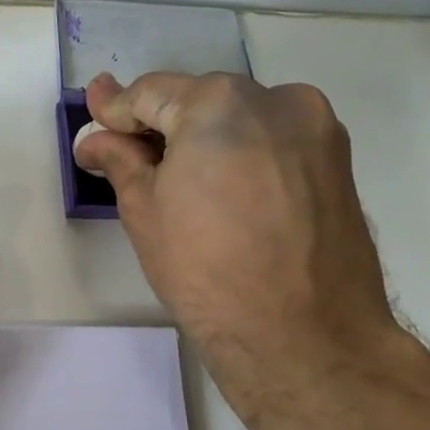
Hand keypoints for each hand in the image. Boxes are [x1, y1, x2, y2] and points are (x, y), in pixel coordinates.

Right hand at [73, 71, 396, 405]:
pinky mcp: (337, 160)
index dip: (115, 111)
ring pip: (238, 118)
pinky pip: (271, 140)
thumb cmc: (205, 270)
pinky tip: (222, 191)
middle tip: (127, 156)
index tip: (92, 121)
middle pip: (197, 100)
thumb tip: (96, 138)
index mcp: (218, 103)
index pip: (150, 93)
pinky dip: (240, 153)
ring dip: (202, 138)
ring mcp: (315, 127)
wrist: (303, 336)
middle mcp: (274, 98)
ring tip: (177, 180)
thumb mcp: (144, 210)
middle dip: (160, 125)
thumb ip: (120, 158)